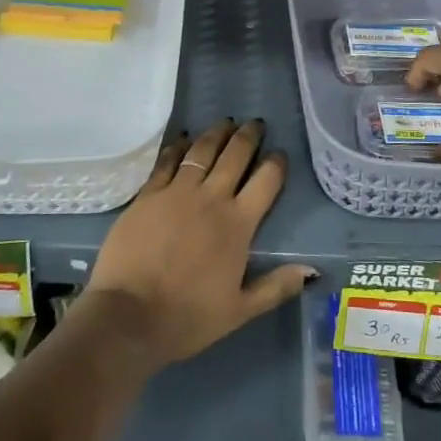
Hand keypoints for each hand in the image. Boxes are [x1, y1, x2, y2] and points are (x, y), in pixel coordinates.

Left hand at [86, 120, 314, 364]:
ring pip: (202, 151)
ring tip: (225, 123)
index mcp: (238, 225)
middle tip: (255, 123)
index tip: (279, 154)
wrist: (128, 315)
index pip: (266, 182)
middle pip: (235, 156)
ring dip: (216, 134)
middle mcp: (211, 199)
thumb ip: (276, 287)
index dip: (276, 164)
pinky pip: (168, 161)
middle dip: (248, 137)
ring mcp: (177, 193)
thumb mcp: (239, 311)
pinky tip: (184, 139)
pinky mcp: (148, 194)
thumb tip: (312, 271)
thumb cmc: (188, 317)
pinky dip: (179, 147)